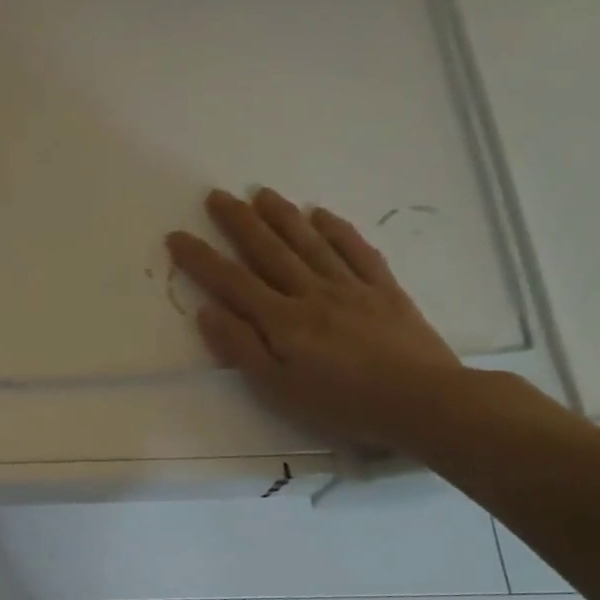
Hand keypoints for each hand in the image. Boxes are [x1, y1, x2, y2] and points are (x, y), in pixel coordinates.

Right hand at [166, 188, 464, 451]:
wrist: (422, 402)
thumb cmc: (342, 405)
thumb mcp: (279, 390)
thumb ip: (242, 348)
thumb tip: (208, 311)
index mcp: (282, 321)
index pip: (232, 282)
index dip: (201, 259)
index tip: (177, 236)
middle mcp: (311, 293)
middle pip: (269, 251)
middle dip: (239, 222)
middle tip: (217, 195)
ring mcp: (351, 287)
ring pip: (310, 243)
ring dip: (283, 216)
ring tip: (261, 193)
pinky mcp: (384, 290)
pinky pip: (356, 251)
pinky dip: (337, 230)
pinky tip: (321, 214)